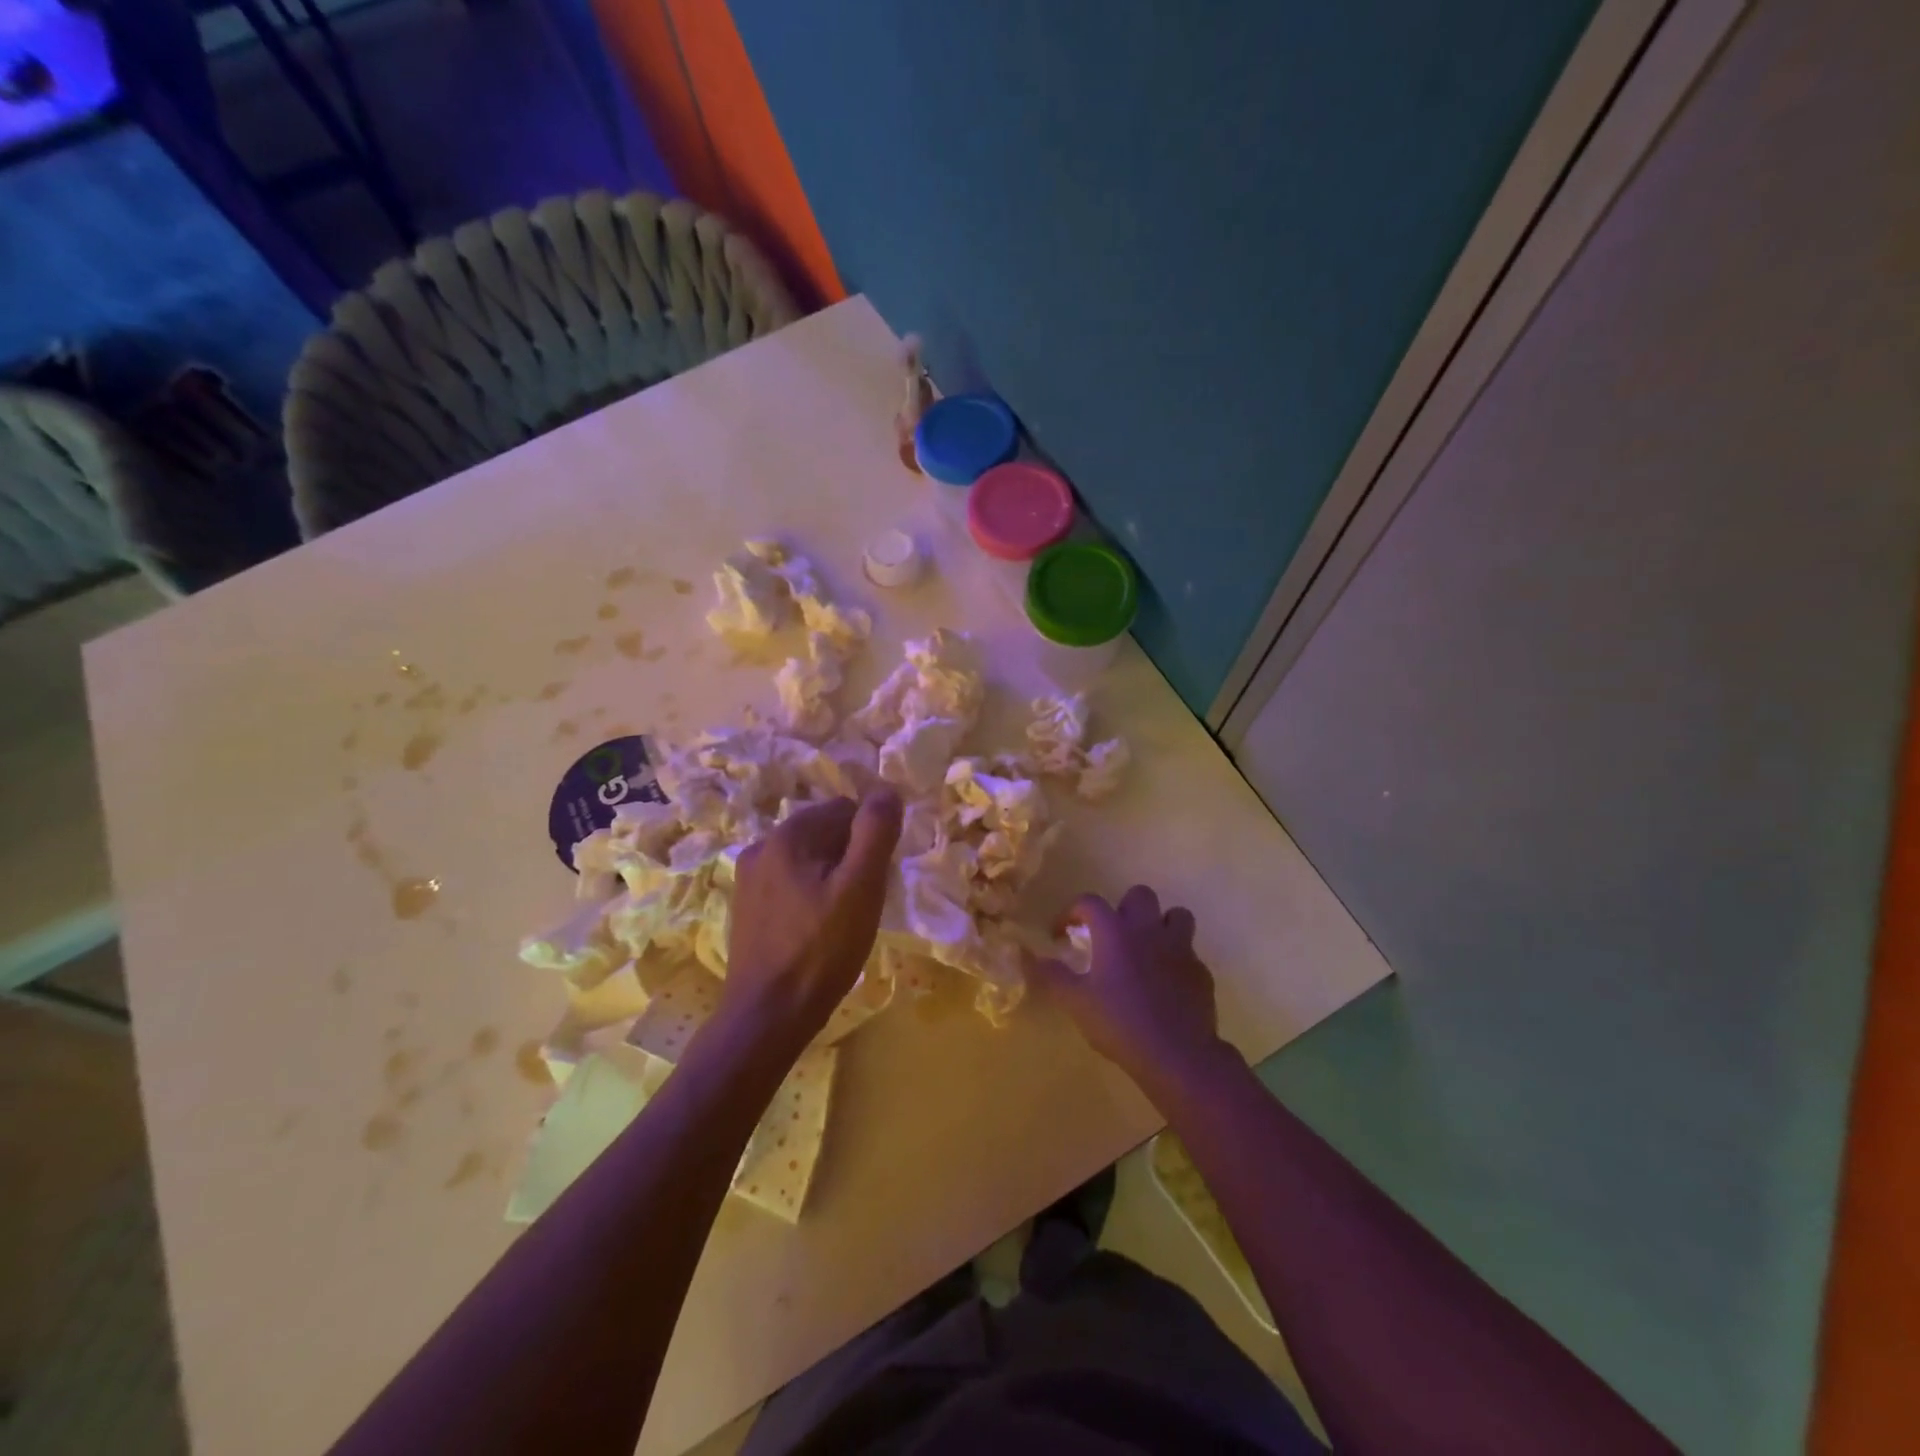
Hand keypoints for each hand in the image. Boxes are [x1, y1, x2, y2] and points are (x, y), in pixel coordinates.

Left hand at [721, 788, 902, 1044]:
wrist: (766, 1017)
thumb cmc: (820, 950)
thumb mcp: (860, 887)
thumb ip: (875, 832)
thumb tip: (887, 790)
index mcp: (787, 834)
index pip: (845, 809)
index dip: (870, 839)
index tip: (878, 877)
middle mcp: (761, 846)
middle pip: (824, 832)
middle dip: (851, 857)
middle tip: (864, 900)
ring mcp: (748, 878)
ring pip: (808, 860)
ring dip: (832, 877)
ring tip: (844, 919)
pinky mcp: (747, 907)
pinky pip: (790, 883)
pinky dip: (811, 896)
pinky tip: (818, 930)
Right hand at [1030, 885, 1228, 1088]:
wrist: (1177, 1054)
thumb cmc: (1120, 1023)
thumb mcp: (1075, 1003)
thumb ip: (1051, 976)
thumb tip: (1030, 957)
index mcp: (1115, 932)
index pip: (1089, 902)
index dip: (1070, 912)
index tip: (1061, 934)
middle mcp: (1148, 929)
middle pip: (1139, 895)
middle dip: (1123, 908)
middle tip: (1111, 934)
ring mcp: (1180, 948)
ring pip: (1175, 915)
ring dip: (1159, 924)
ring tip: (1146, 947)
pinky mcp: (1200, 971)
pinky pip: (1189, 952)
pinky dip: (1176, 959)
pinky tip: (1166, 983)